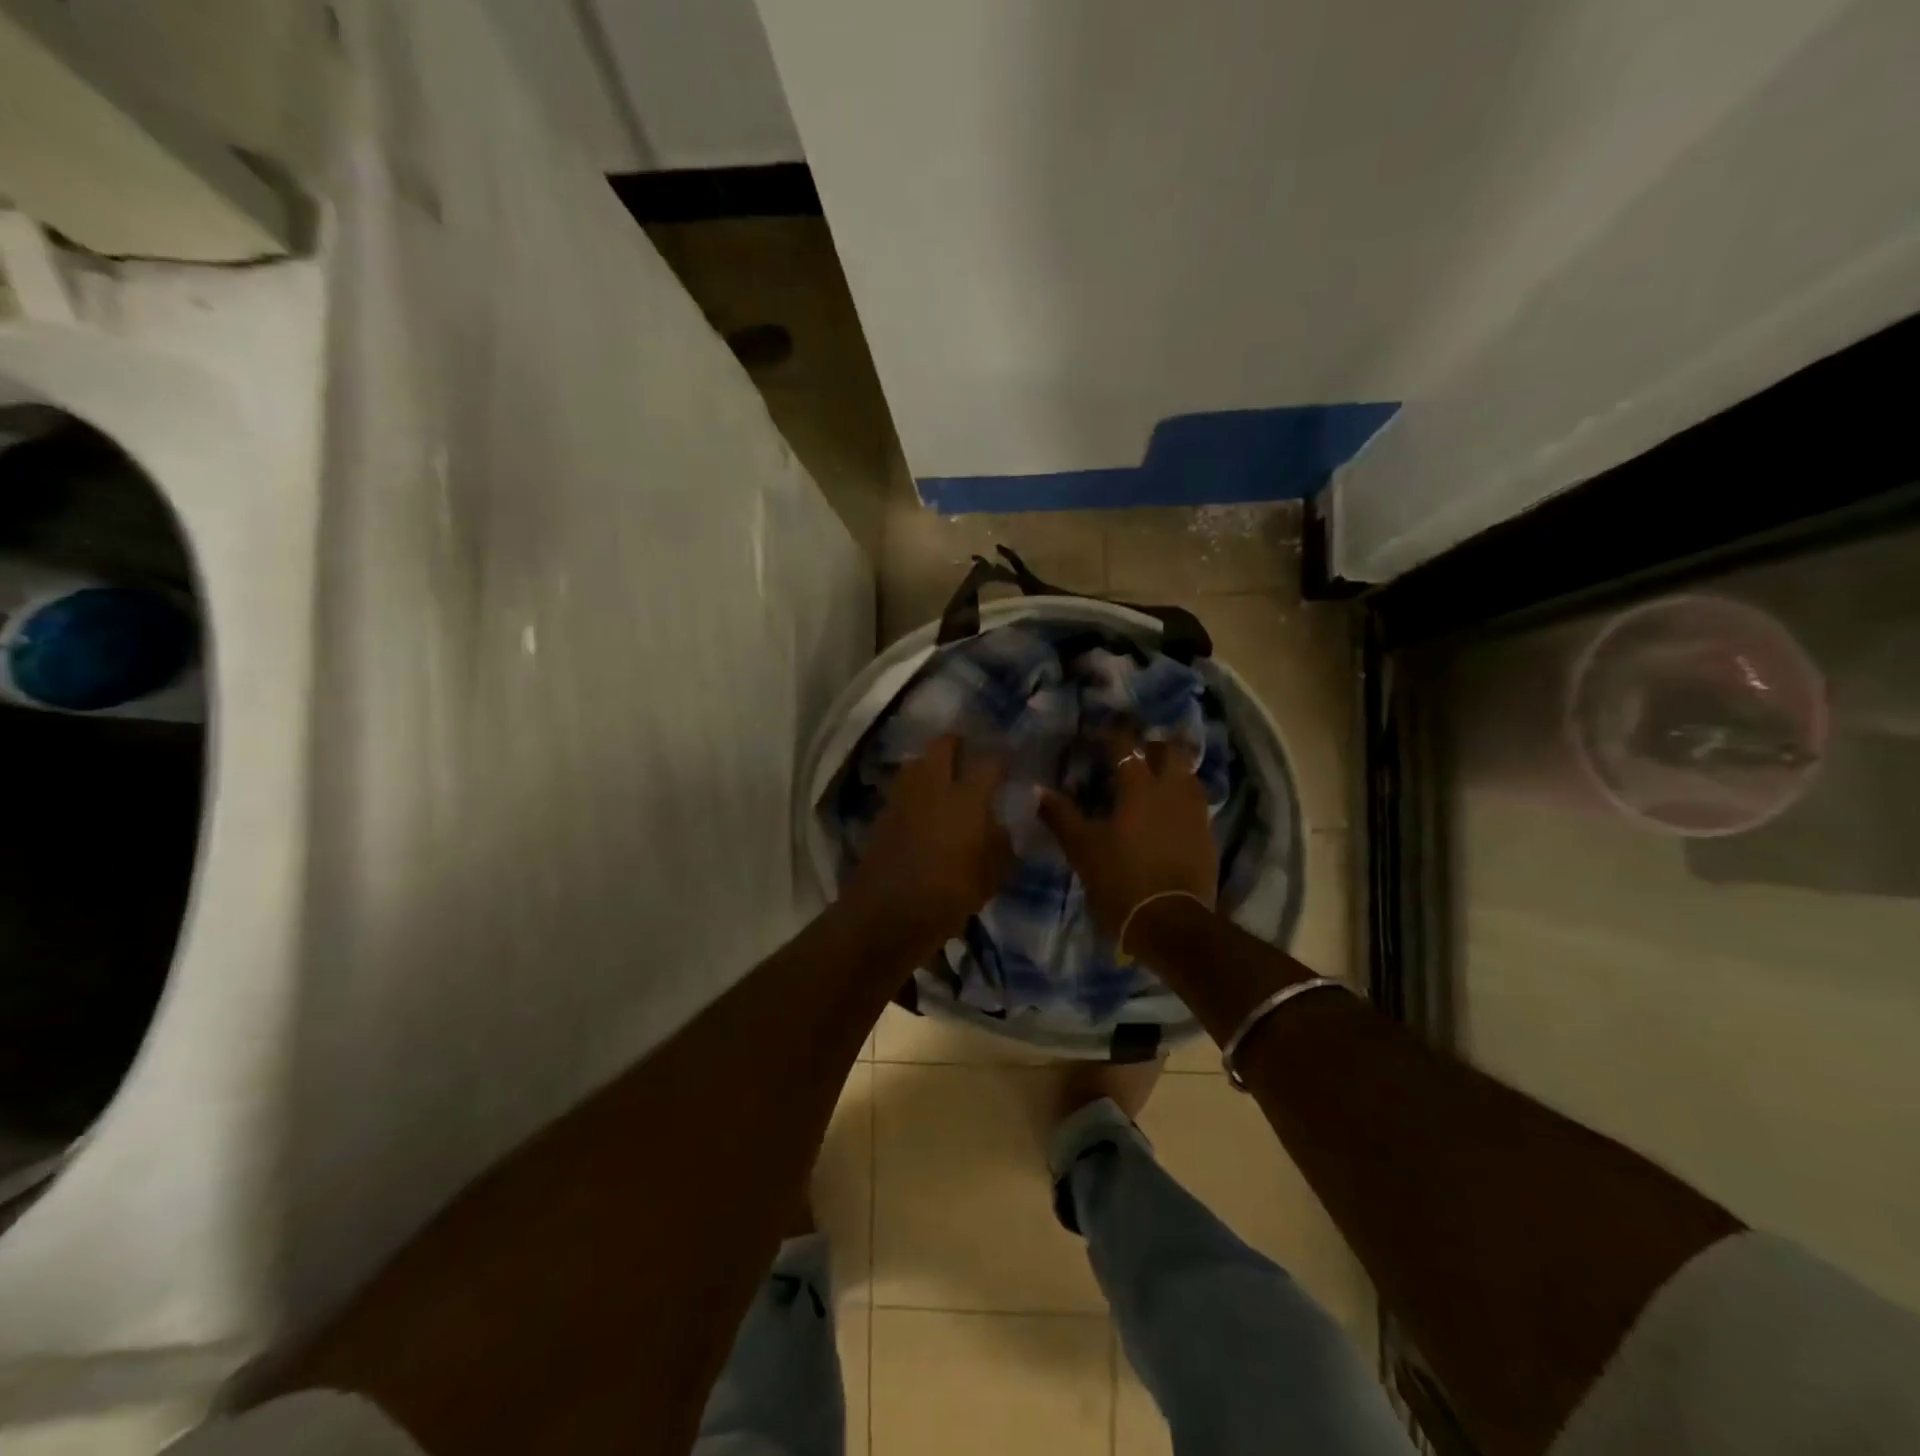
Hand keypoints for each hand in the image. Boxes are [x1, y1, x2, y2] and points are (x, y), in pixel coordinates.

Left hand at [841, 735, 1012, 951]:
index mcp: (966, 798)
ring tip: (944, 780)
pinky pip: (902, 790)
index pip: (989, 763)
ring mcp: (903, 798)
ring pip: (916, 763)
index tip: (1009, 765)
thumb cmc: (946, 896)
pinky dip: (914, 791)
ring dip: (931, 764)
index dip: (1002, 760)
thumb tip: (1000, 827)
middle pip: (943, 745)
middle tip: (970, 756)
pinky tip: (924, 808)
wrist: (885, 915)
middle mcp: (933, 787)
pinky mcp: (883, 815)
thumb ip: (1000, 846)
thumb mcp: (989, 878)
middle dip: (958, 744)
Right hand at [1040, 727, 1217, 949]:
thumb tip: (1038, 789)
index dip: (1110, 736)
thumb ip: (1061, 814)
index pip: (1126, 745)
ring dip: (1170, 770)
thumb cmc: (1120, 880)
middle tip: (1130, 756)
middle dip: (1150, 746)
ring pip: (1187, 774)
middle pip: (1169, 750)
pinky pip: (1194, 801)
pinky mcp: (1206, 834)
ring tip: (1150, 781)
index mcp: (1139, 787)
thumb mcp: (1082, 848)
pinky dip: (1179, 797)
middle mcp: (1172, 790)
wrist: (1170, 922)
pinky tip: (1165, 812)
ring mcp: (1194, 812)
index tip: (1095, 738)